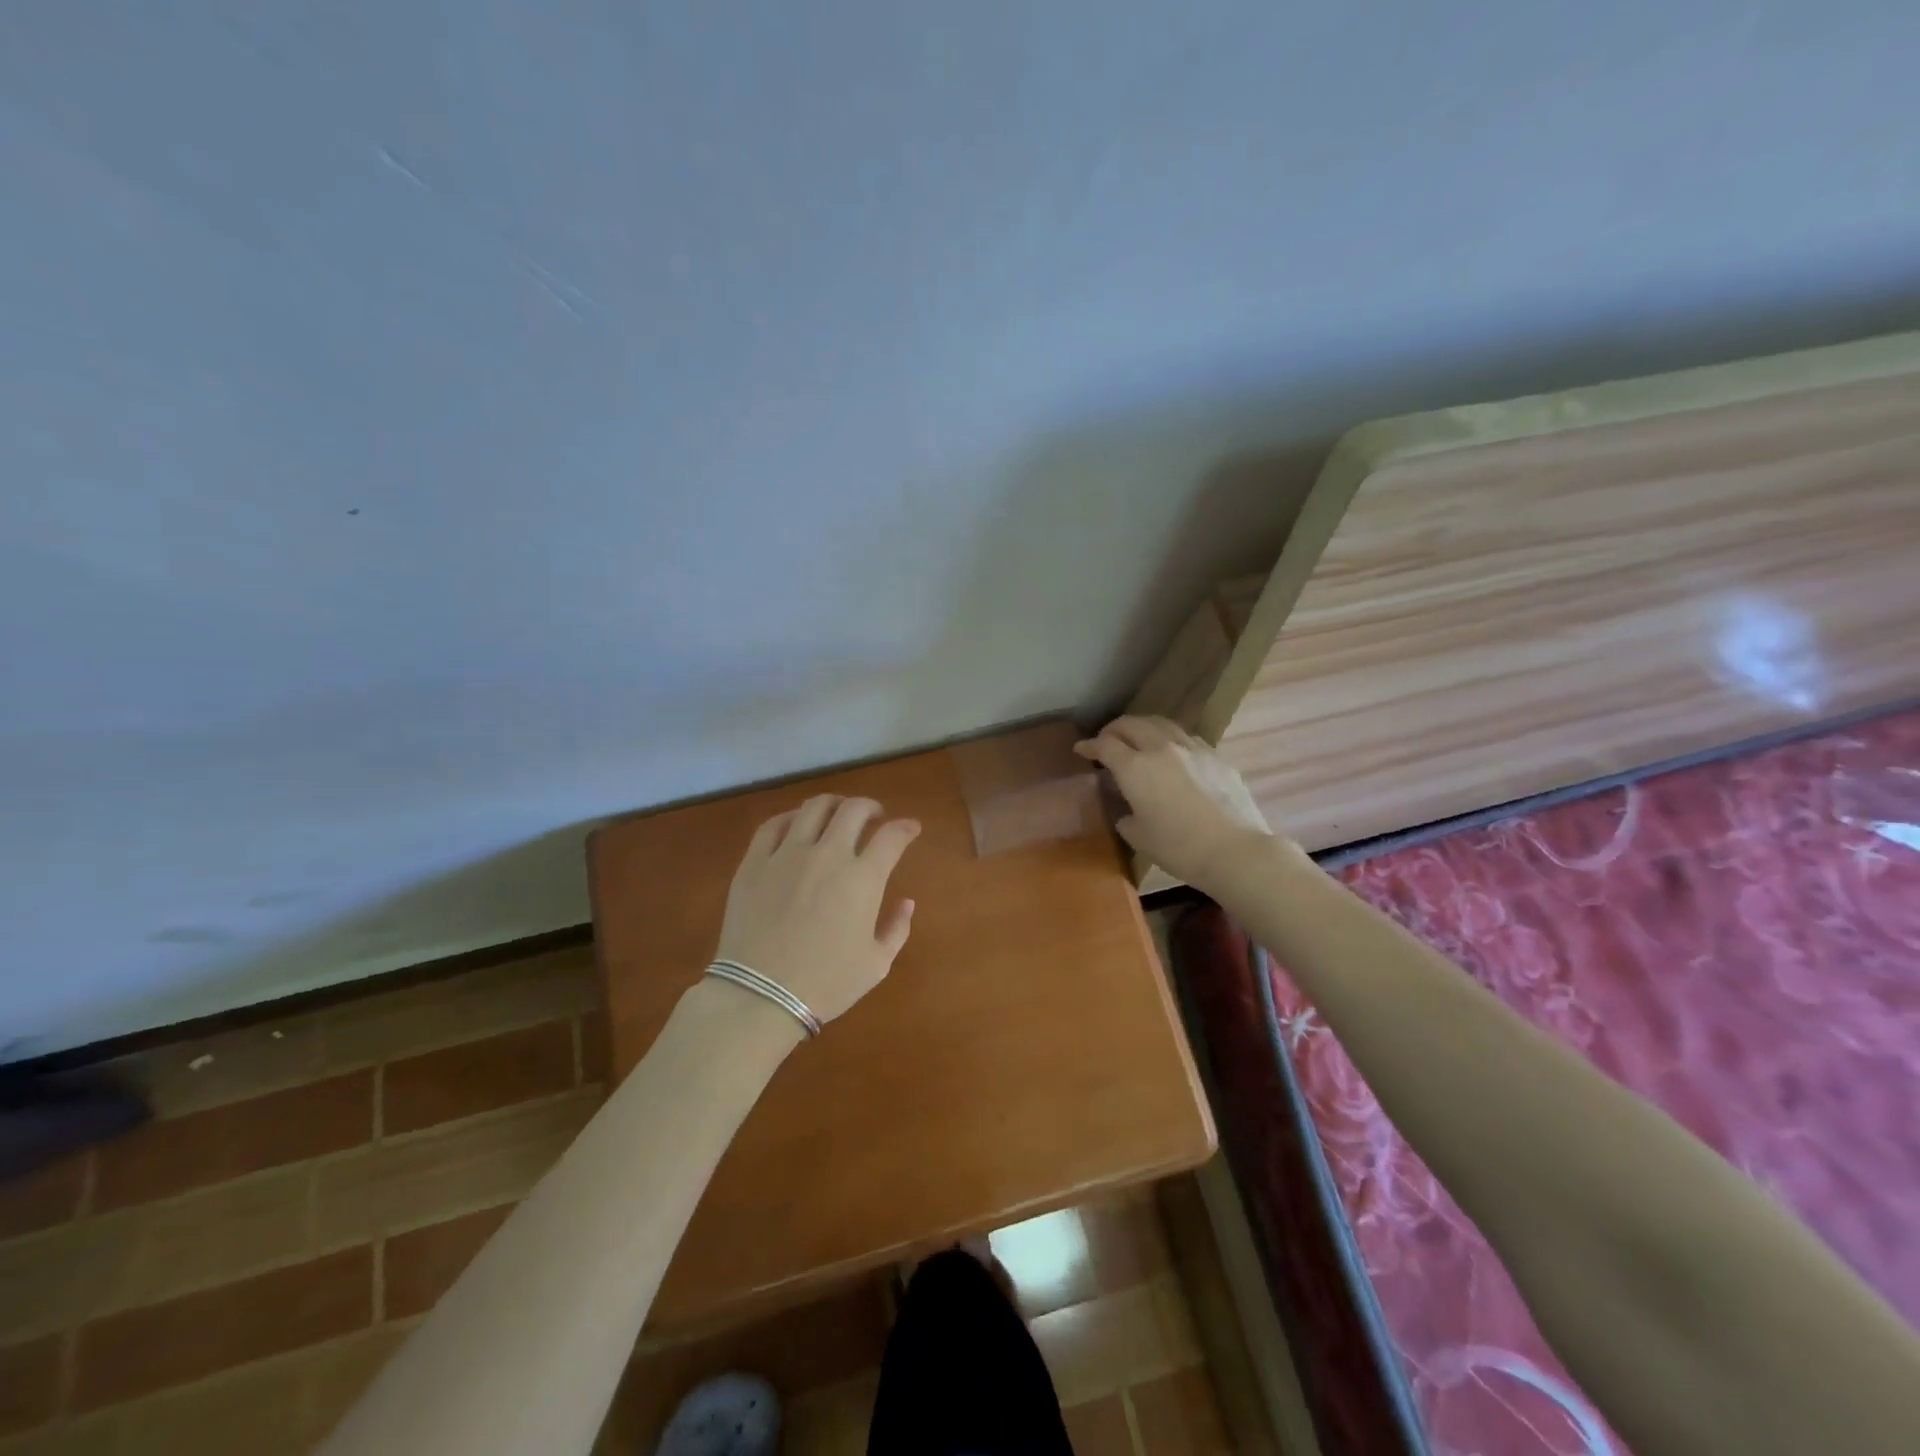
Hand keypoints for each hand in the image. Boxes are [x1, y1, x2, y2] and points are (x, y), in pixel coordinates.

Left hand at [714, 795, 921, 1024]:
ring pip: (814, 807)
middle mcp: (828, 855)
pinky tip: (797, 825)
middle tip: (874, 817)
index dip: (906, 827)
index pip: (892, 836)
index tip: (911, 828)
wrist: (760, 996)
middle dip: (871, 807)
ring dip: (834, 804)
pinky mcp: (754, 862)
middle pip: (854, 809)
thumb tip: (907, 902)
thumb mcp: (876, 964)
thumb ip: (897, 929)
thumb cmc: (825, 984)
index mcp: (863, 878)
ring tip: (837, 814)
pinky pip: (773, 825)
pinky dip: (792, 817)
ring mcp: (787, 854)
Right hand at [1074, 716, 1273, 889]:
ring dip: (1143, 727)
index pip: (1105, 745)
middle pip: (1132, 724)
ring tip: (1138, 739)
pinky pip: (1185, 738)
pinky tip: (1172, 753)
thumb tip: (1128, 811)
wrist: (1235, 850)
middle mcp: (1161, 748)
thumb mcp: (1139, 837)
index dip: (1089, 745)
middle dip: (1114, 729)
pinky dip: (1169, 739)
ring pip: (1160, 724)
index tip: (1081, 748)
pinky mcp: (1215, 756)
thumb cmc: (1179, 848)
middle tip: (1107, 740)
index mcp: (1135, 768)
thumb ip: (1126, 816)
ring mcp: (1192, 748)